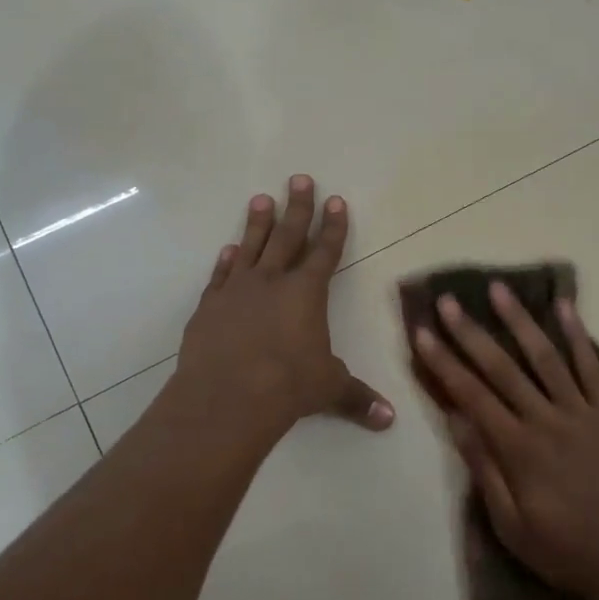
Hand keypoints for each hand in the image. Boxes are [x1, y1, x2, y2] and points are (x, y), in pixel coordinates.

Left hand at [177, 176, 394, 441]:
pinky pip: (220, 276)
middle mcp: (272, 282)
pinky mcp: (209, 306)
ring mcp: (237, 291)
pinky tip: (228, 250)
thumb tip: (389, 420)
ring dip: (258, 223)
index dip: (333, 226)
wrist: (227, 397)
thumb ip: (357, 398)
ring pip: (251, 247)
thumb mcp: (329, 390)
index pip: (326, 252)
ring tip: (261, 198)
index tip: (336, 200)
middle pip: (288, 236)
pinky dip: (226, 261)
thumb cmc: (288, 387)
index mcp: (307, 293)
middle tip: (299, 178)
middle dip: (297, 207)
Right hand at [412, 282, 598, 599]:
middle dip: (471, 332)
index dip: (444, 363)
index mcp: (518, 449)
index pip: (471, 396)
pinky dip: (578, 335)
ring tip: (499, 289)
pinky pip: (592, 368)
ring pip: (545, 357)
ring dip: (519, 321)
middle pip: (502, 368)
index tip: (423, 334)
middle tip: (448, 301)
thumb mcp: (512, 526)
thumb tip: (456, 421)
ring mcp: (582, 412)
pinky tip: (565, 308)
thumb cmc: (566, 550)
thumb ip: (484, 470)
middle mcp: (547, 420)